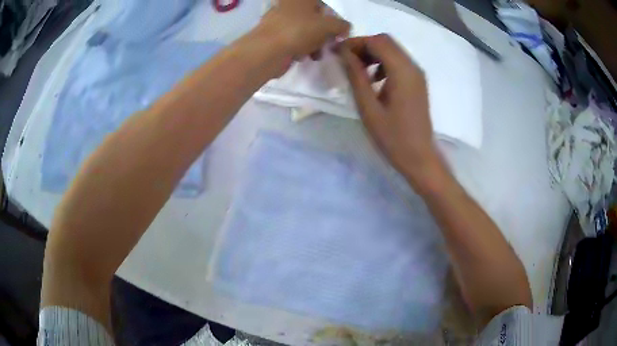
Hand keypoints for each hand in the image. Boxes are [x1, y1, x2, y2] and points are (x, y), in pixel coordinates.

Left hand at [257, 0, 349, 60]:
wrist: (267, 51)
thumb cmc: (299, 31)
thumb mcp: (328, 26)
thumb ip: (341, 25)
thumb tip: (346, 28)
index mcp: (301, 0)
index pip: (322, 5)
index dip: (333, 18)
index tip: (338, 32)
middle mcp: (289, 6)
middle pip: (313, 19)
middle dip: (323, 33)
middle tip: (329, 44)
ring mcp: (279, 21)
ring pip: (303, 30)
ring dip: (314, 43)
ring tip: (317, 54)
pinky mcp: (273, 36)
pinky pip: (292, 40)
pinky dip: (300, 47)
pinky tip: (303, 57)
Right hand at [338, 34, 442, 186]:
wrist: (419, 156)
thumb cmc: (392, 137)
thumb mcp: (368, 107)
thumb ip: (356, 76)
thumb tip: (343, 53)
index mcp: (402, 71)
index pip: (377, 41)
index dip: (355, 42)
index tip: (338, 53)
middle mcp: (413, 67)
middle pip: (386, 41)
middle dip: (364, 46)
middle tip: (346, 61)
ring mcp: (417, 74)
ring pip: (392, 50)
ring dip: (373, 54)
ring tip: (358, 71)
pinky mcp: (417, 82)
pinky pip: (399, 62)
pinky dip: (383, 63)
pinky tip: (374, 81)